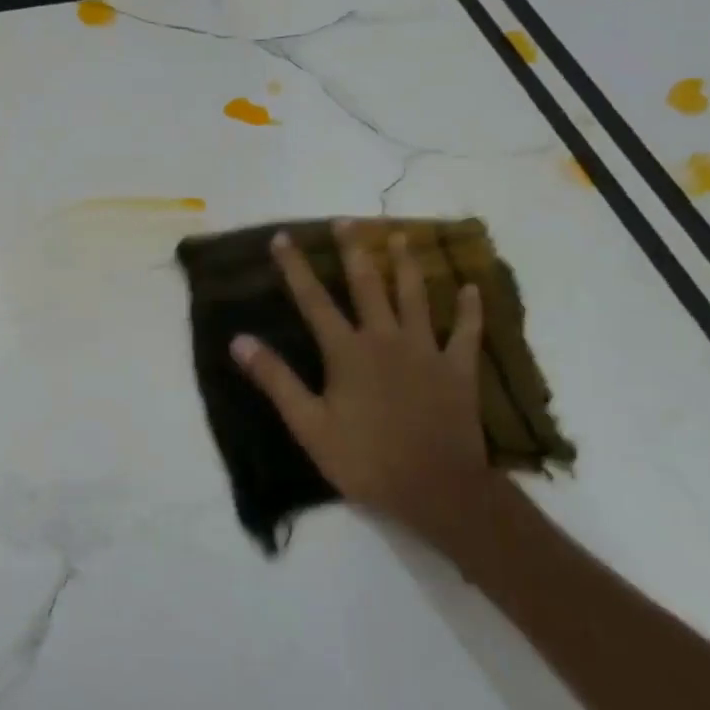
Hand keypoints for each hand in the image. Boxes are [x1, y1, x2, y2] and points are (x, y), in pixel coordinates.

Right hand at [230, 222, 493, 551]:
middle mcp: (385, 339)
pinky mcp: (458, 370)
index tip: (282, 238)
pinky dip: (469, 310)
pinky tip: (470, 288)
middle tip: (347, 220)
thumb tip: (239, 340)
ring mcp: (426, 351)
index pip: (313, 300)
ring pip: (415, 297)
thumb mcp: (308, 424)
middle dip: (354, 251)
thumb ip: (276, 379)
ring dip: (407, 265)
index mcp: (347, 351)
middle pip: (367, 285)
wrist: (437, 489)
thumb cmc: (365, 459)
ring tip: (402, 237)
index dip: (295, 268)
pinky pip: (466, 333)